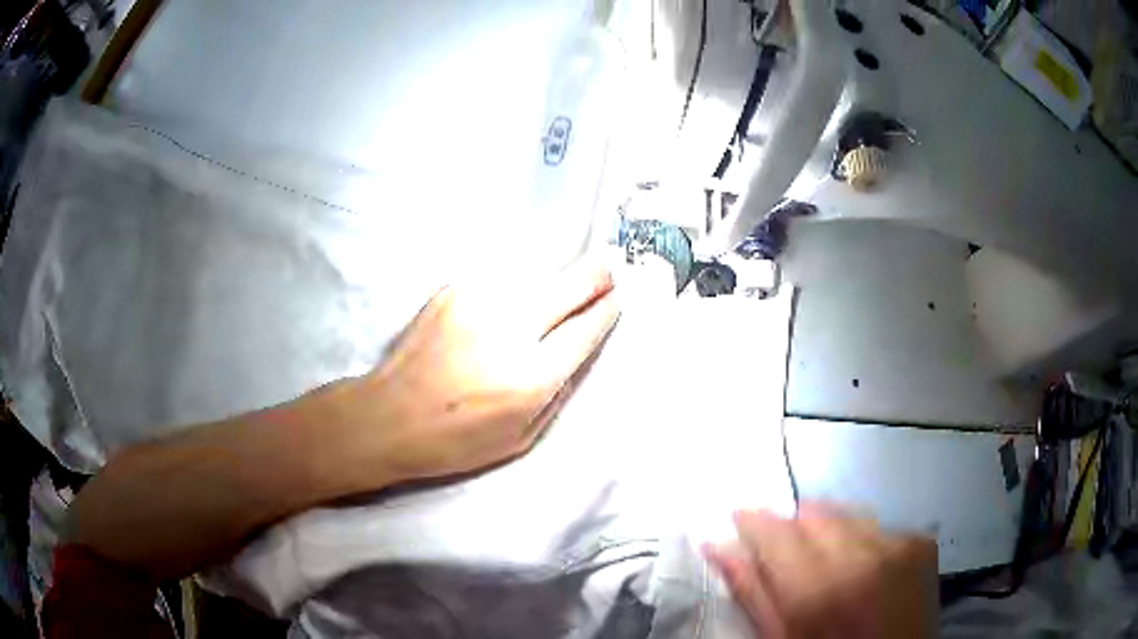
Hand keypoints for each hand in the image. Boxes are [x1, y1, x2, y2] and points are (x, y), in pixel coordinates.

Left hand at [313, 258, 620, 489]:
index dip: (606, 311)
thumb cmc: (455, 441)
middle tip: (609, 267)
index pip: (584, 329)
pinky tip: (502, 309)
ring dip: (549, 287)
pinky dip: (512, 292)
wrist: (386, 416)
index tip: (617, 299)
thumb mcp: (521, 438)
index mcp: (529, 378)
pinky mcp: (452, 289)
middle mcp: (508, 330)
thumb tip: (578, 349)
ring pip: (535, 279)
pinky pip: (500, 283)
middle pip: (569, 287)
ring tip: (551, 298)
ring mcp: (478, 301)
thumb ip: (557, 392)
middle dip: (596, 276)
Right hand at [704, 503, 938, 638]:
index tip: (738, 519)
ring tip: (825, 566)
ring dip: (826, 530)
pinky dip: (859, 539)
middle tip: (785, 559)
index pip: (775, 532)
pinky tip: (861, 569)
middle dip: (792, 528)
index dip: (752, 521)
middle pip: (813, 513)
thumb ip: (752, 592)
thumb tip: (717, 545)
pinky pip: (876, 525)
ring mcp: (899, 544)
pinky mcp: (920, 542)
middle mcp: (864, 555)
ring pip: (846, 513)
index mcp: (820, 590)